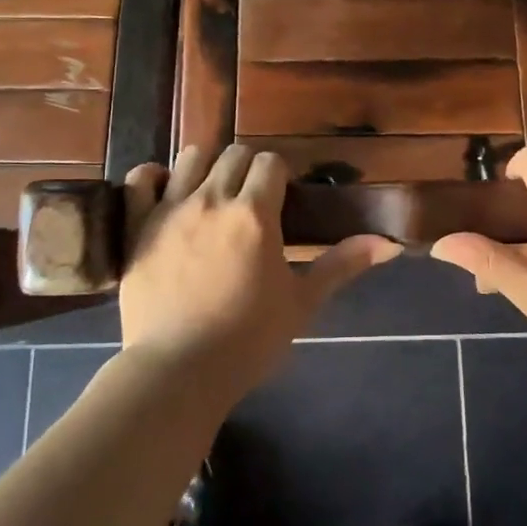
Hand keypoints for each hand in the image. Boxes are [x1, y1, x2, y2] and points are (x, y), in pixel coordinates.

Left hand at [118, 145, 399, 395]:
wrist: (179, 372)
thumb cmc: (248, 340)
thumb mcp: (302, 303)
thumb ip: (342, 265)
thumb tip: (389, 243)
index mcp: (255, 214)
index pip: (270, 162)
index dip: (279, 174)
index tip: (281, 196)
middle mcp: (213, 199)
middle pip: (233, 154)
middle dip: (247, 168)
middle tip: (251, 199)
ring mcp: (169, 210)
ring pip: (190, 157)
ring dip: (206, 166)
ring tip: (211, 193)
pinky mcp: (137, 226)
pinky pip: (139, 179)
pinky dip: (152, 176)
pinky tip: (163, 190)